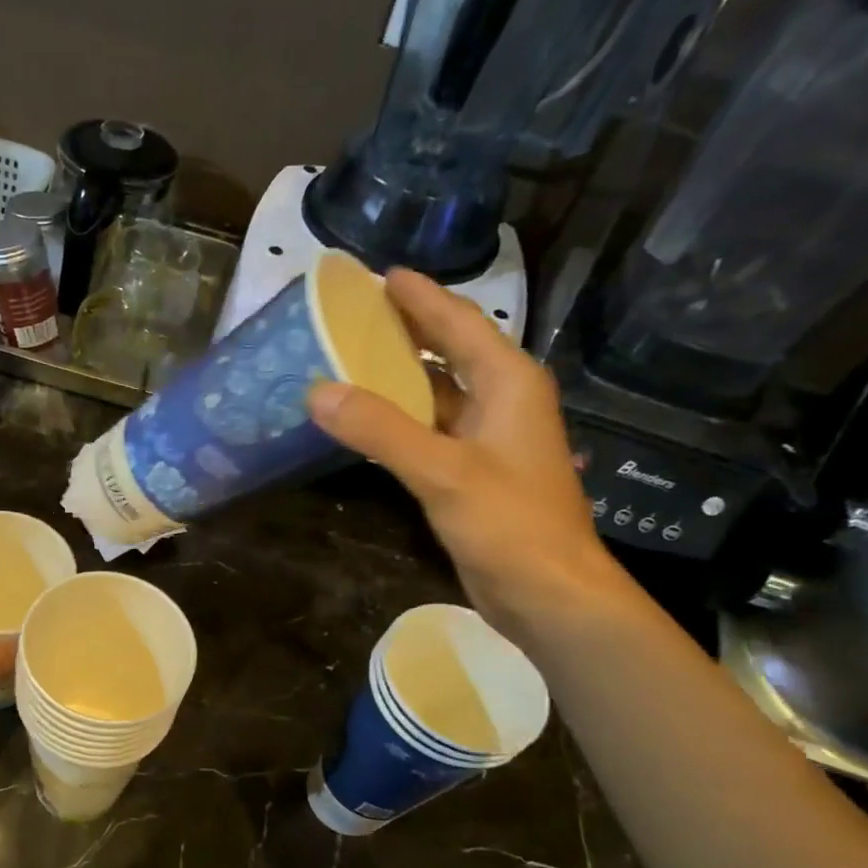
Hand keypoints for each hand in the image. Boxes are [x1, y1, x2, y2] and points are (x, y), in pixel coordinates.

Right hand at [308, 269, 626, 641]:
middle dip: (407, 330)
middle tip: (355, 314)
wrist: (549, 593)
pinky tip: (366, 421)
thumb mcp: (443, 472)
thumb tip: (317, 392)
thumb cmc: (509, 524)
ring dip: (399, 377)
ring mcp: (488, 440)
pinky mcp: (472, 473)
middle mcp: (501, 402)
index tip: (380, 274)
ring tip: (349, 360)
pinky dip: (398, 420)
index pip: (459, 324)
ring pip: (437, 393)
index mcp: (507, 383)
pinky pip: (429, 430)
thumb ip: (380, 430)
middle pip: (449, 352)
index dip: (421, 297)